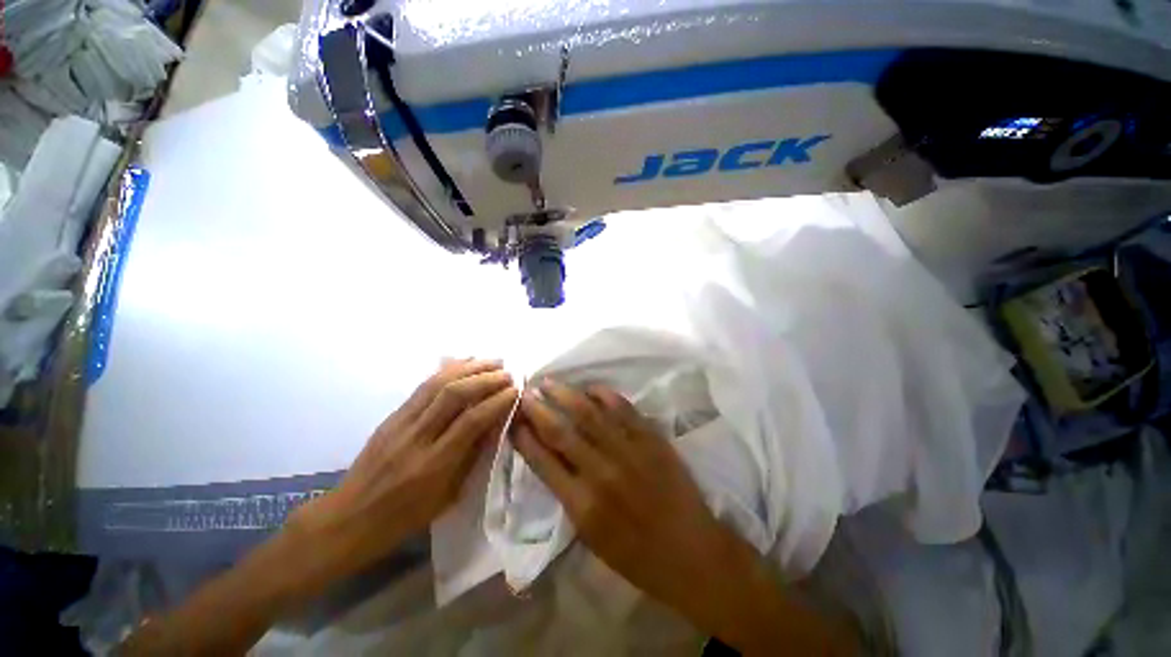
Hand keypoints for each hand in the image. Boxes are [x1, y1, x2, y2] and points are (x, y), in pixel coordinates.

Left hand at [294, 359, 517, 574]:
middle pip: (454, 395)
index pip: (472, 421)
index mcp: (433, 465)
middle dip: (486, 378)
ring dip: (469, 368)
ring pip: (437, 384)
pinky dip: (447, 370)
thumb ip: (472, 457)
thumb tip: (495, 425)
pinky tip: (463, 363)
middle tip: (508, 373)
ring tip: (491, 361)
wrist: (347, 520)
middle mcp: (417, 438)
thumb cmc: (403, 518)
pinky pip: (422, 386)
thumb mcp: (447, 497)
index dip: (497, 401)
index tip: (516, 391)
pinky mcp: (391, 416)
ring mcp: (400, 423)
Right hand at [511, 380, 730, 607]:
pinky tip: (591, 388)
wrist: (690, 552)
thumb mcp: (590, 536)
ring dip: (565, 394)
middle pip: (560, 431)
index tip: (513, 419)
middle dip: (538, 408)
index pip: (542, 461)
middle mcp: (601, 472)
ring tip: (549, 382)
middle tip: (525, 393)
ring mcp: (628, 451)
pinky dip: (604, 395)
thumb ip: (569, 495)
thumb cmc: (636, 555)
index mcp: (582, 504)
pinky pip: (623, 409)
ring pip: (589, 413)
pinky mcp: (650, 439)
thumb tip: (552, 459)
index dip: (524, 437)